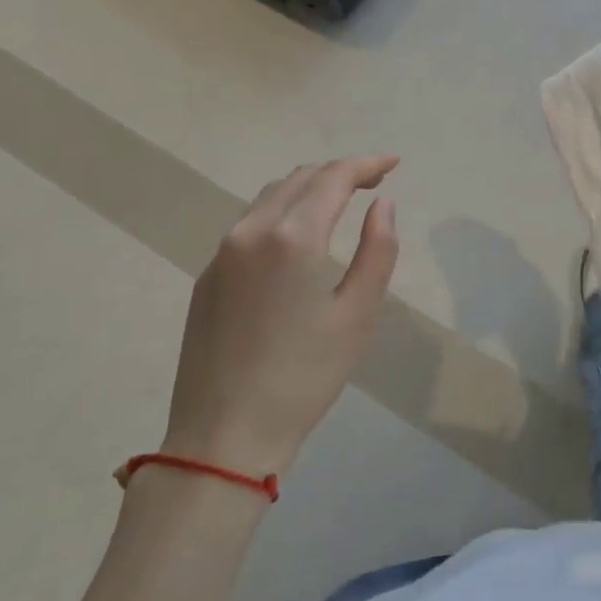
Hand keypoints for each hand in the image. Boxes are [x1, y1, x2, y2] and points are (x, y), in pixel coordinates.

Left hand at [163, 155, 399, 473]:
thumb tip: (382, 204)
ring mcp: (222, 253)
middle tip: (373, 181)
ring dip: (309, 187)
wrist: (222, 438)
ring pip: (270, 197)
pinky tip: (299, 233)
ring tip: (340, 199)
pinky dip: (283, 210)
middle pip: (300, 178)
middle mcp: (251, 231)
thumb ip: (378, 250)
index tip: (393, 162)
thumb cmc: (303, 377)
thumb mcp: (358, 314)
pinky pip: (250, 223)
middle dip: (339, 171)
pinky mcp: (207, 276)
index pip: (333, 178)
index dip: (366, 164)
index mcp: (292, 237)